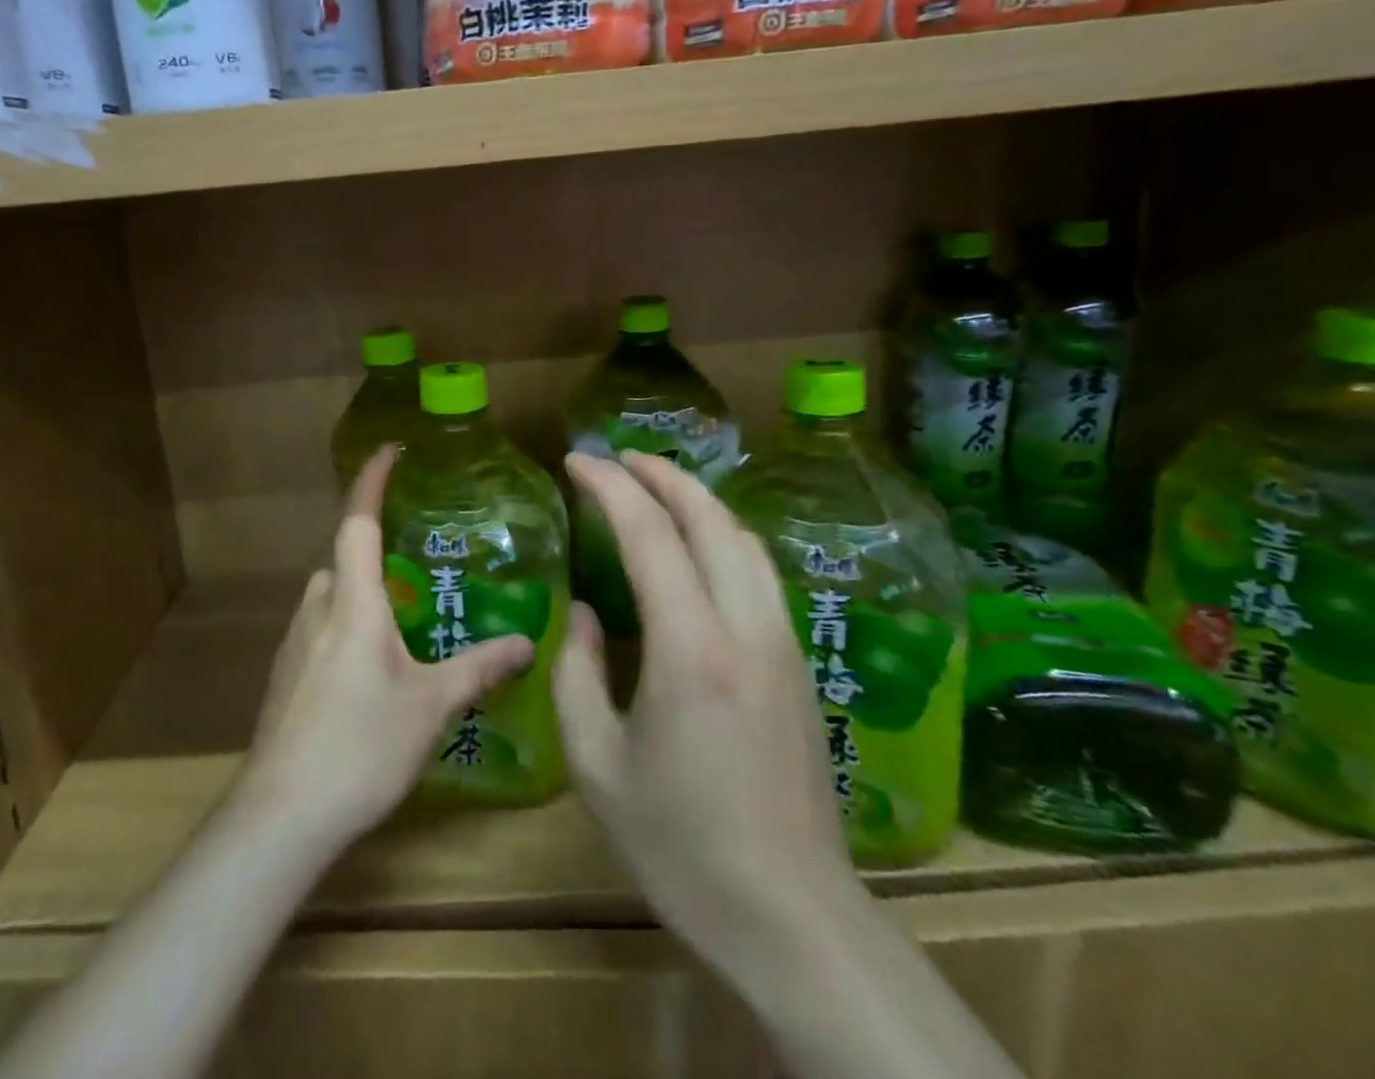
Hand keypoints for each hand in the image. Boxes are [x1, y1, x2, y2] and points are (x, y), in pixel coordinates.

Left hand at [239, 445, 536, 848]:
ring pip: (332, 596)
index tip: (389, 451)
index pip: (358, 522)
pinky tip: (372, 671)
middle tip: (421, 568)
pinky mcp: (285, 674)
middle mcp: (318, 609)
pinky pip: (321, 628)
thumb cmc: (361, 745)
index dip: (370, 482)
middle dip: (377, 553)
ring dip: (363, 595)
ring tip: (404, 622)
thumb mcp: (430, 706)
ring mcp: (295, 642)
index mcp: (353, 603)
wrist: (281, 814)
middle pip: (345, 559)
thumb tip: (526, 642)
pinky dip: (348, 627)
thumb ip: (478, 668)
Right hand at [553, 451, 856, 970]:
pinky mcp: (798, 664)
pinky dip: (723, 535)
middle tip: (616, 457)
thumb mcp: (597, 763)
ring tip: (655, 485)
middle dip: (661, 474)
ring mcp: (782, 643)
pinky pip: (760, 571)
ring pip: (744, 539)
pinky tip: (700, 545)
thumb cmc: (681, 846)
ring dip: (698, 500)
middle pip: (710, 519)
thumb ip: (577, 672)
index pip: (650, 534)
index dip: (610, 486)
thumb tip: (586, 613)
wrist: (791, 917)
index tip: (576, 461)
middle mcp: (745, 629)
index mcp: (690, 649)